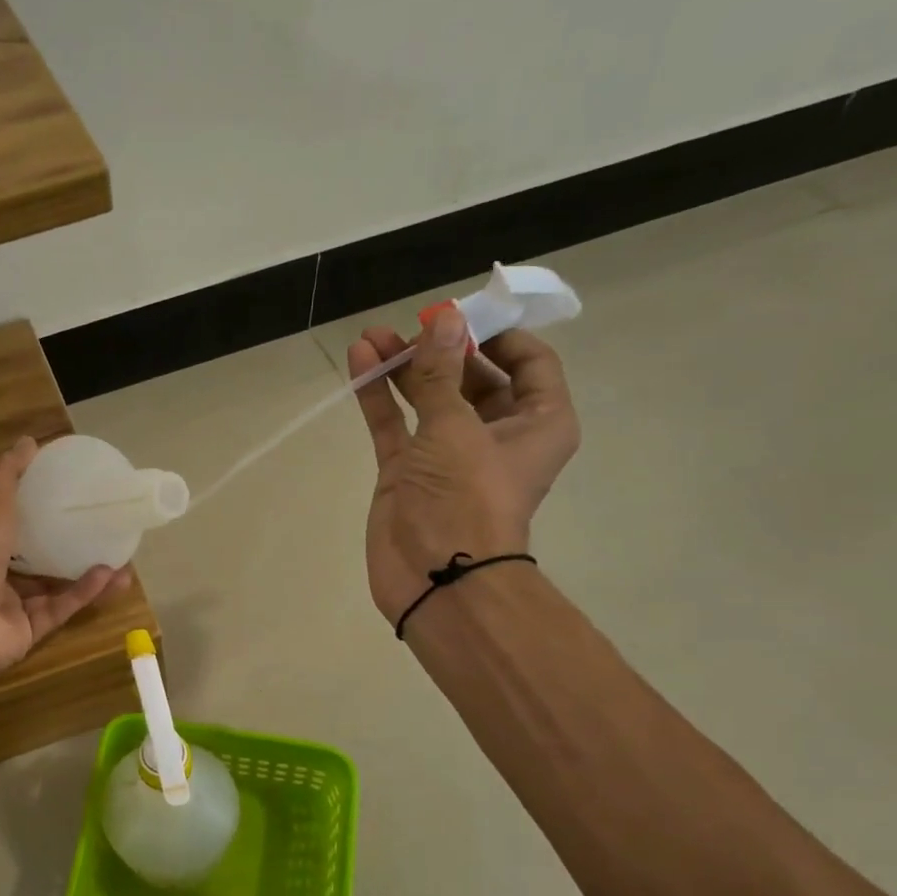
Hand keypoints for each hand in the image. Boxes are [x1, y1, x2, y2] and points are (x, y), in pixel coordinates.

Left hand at [0, 437, 129, 678]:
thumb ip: (8, 477)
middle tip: (104, 532)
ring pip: (56, 586)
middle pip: (38, 559)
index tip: (69, 497)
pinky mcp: (31, 630)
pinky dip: (84, 593)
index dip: (36, 511)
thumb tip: (29, 441)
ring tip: (122, 560)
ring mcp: (14, 606)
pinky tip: (110, 577)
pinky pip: (62, 608)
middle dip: (71, 547)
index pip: (10, 526)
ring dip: (87, 573)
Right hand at [348, 305, 578, 624]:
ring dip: (403, 368)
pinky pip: (394, 424)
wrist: (435, 577)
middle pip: (471, 377)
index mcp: (536, 423)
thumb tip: (443, 319)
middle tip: (409, 326)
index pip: (529, 363)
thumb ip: (441, 373)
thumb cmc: (466, 497)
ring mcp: (447, 453)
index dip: (497, 335)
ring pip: (427, 398)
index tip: (461, 317)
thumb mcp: (455, 427)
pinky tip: (360, 363)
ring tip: (372, 337)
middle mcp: (495, 434)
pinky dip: (379, 396)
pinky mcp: (407, 470)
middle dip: (439, 349)